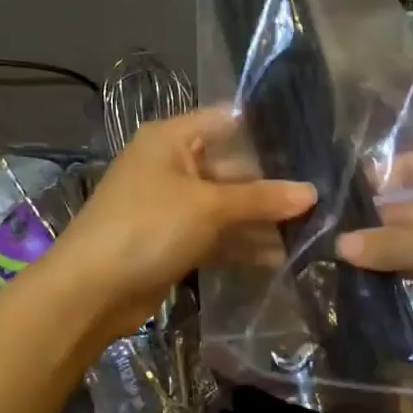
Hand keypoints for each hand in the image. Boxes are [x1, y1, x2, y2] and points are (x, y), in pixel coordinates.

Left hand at [40, 107, 315, 335]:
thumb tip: (312, 193)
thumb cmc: (148, 227)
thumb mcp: (209, 207)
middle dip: (271, 186)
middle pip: (231, 167)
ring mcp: (172, 205)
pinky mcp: (173, 240)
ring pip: (226, 205)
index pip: (227, 121)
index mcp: (172, 139)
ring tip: (309, 231)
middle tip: (321, 198)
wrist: (91, 290)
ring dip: (261, 220)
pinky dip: (242, 243)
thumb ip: (261, 198)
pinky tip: (280, 257)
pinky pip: (215, 234)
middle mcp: (172, 165)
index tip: (311, 145)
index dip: (267, 132)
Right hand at [336, 153, 412, 387]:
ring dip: (384, 251)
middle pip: (412, 204)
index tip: (336, 197)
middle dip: (374, 220)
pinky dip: (401, 274)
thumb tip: (339, 244)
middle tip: (326, 235)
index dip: (378, 177)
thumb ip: (388, 243)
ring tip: (335, 259)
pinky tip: (365, 282)